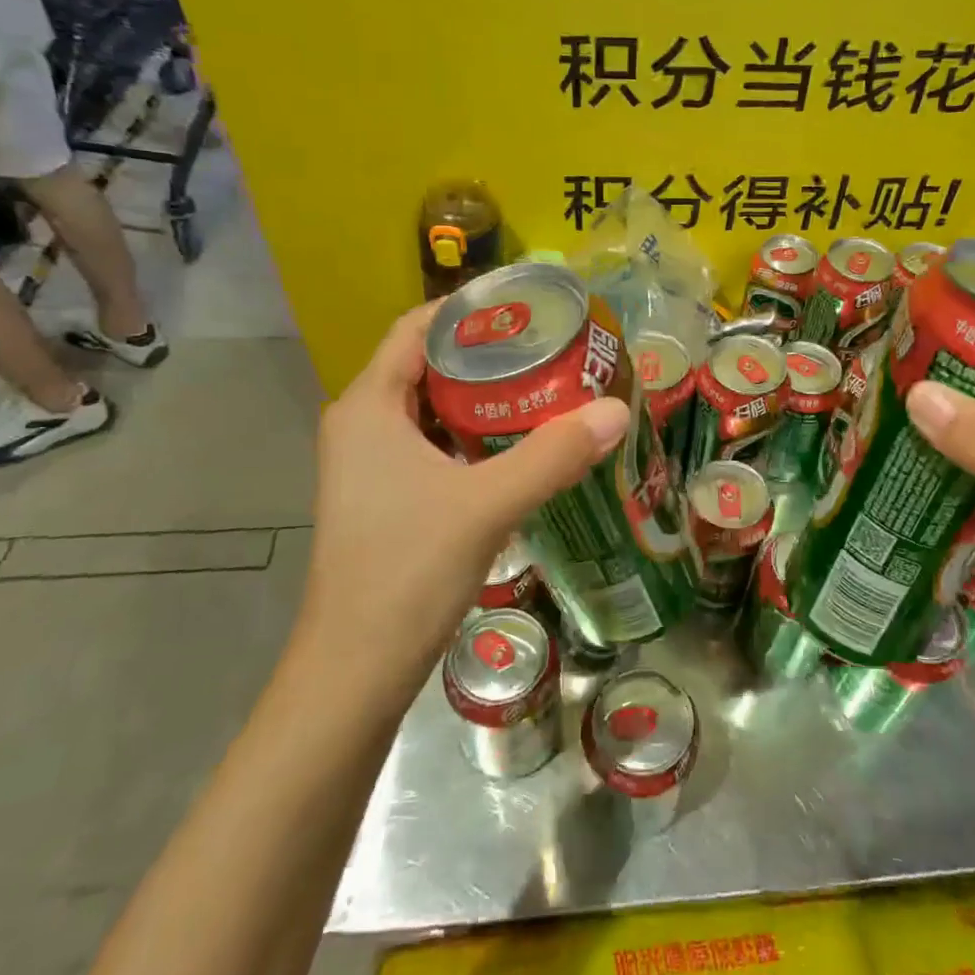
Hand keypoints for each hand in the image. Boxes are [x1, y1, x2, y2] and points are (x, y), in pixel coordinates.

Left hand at [290, 302, 629, 686]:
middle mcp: (362, 425)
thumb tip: (617, 410)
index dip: (468, 309)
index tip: (527, 306)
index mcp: (369, 406)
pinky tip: (520, 445)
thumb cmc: (407, 570)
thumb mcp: (486, 504)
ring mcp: (371, 465)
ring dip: (484, 397)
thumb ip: (553, 455)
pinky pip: (434, 445)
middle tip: (551, 347)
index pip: (416, 329)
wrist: (356, 668)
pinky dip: (475, 435)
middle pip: (428, 365)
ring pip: (433, 409)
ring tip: (545, 386)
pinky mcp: (387, 497)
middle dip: (487, 353)